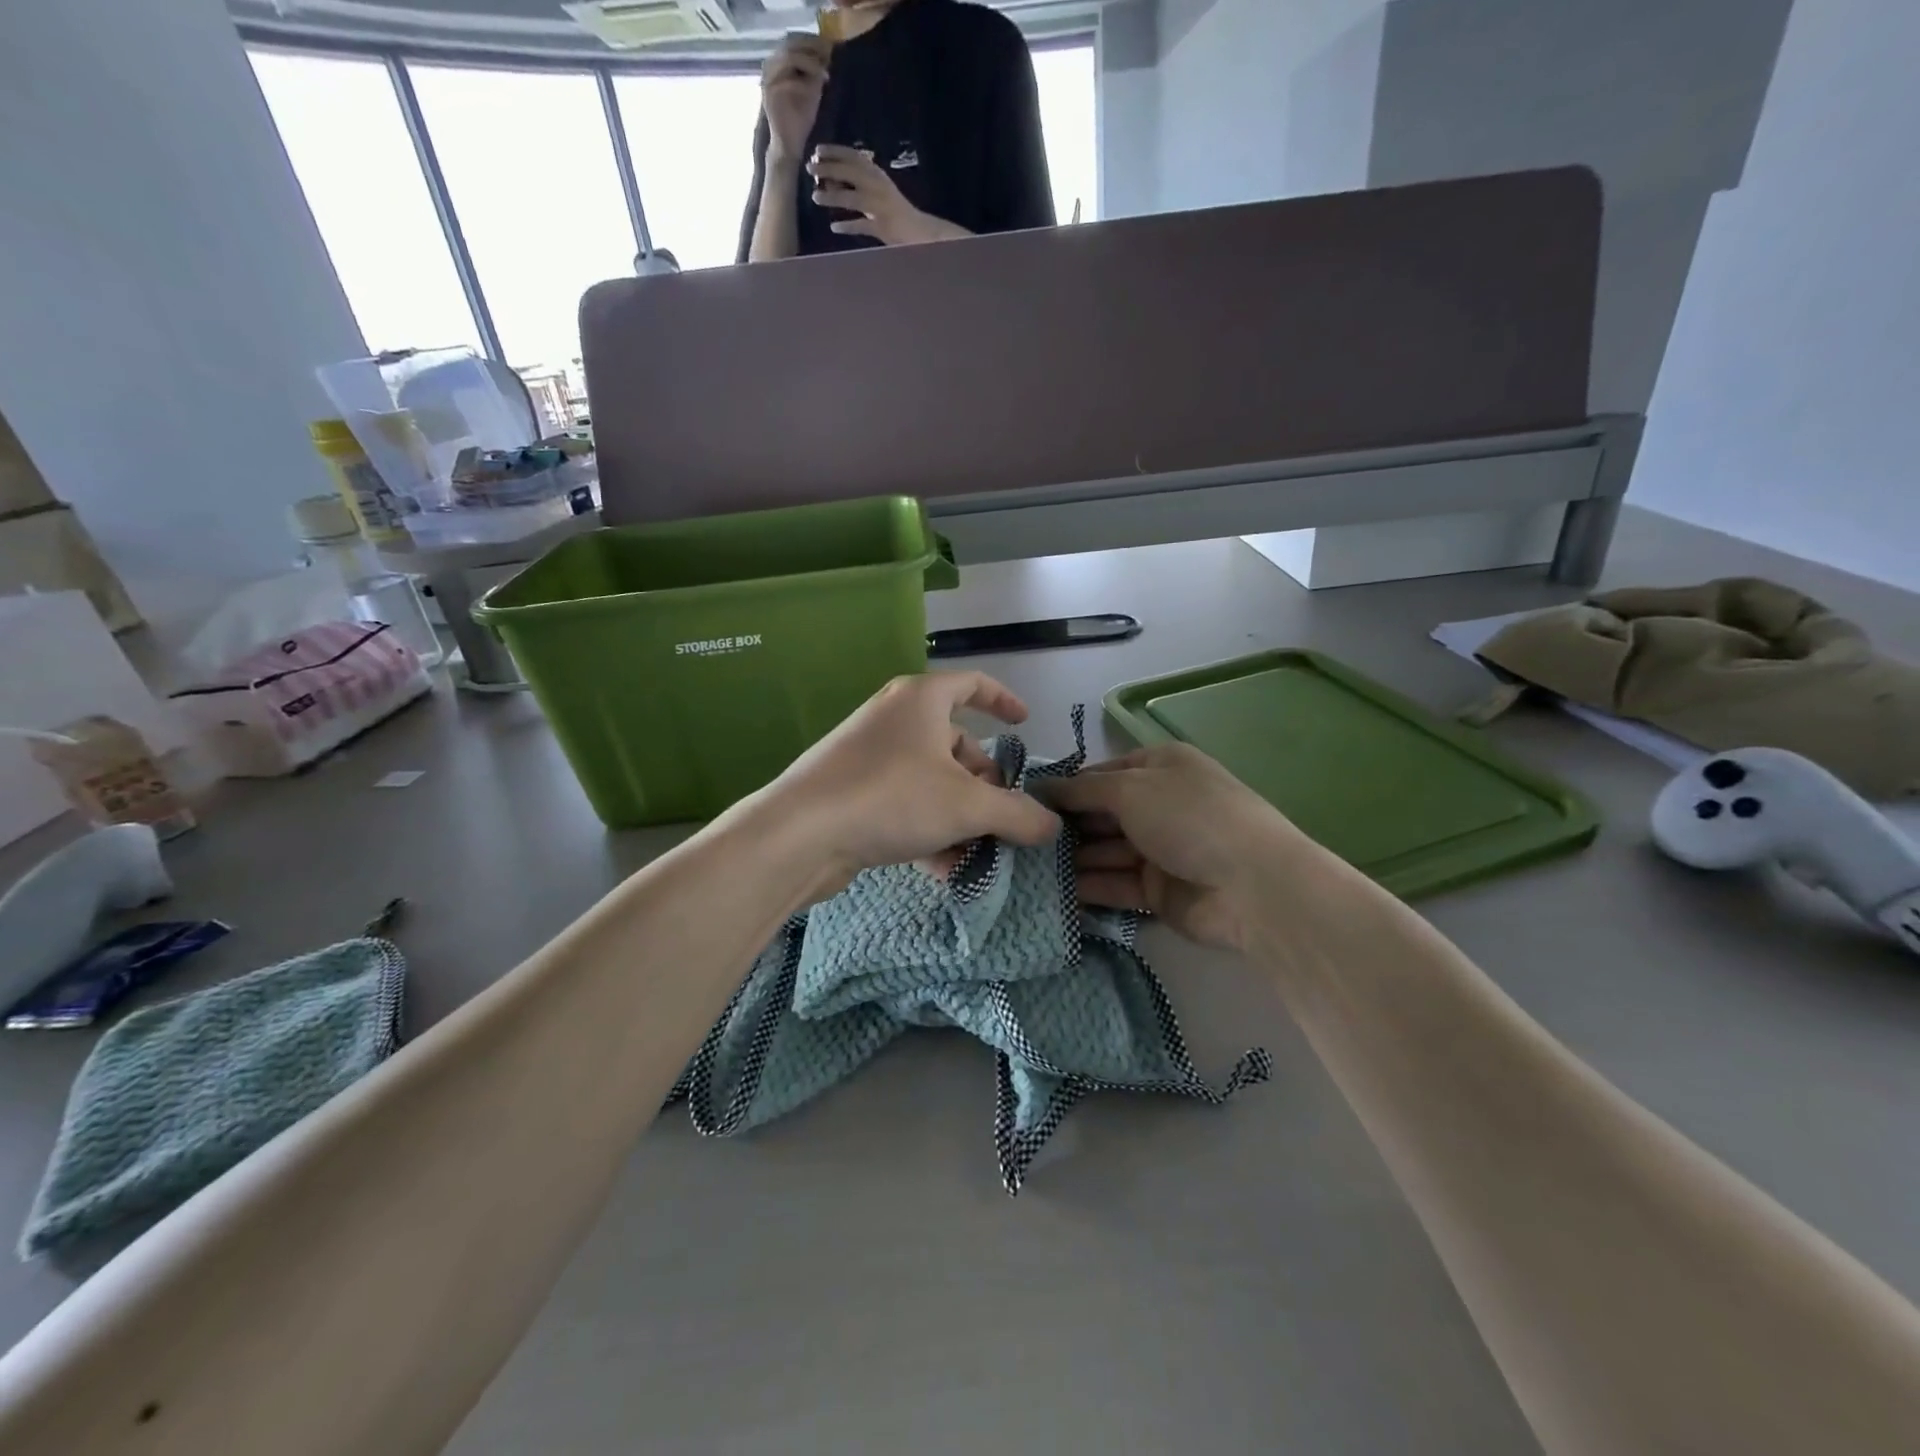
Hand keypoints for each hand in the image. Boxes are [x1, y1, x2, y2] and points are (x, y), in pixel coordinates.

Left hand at [758, 673, 1059, 900]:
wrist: (799, 834)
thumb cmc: (891, 798)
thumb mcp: (968, 806)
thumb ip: (1018, 815)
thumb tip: (1052, 826)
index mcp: (921, 699)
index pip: (973, 684)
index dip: (1003, 700)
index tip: (1024, 724)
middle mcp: (894, 719)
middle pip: (956, 743)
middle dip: (985, 782)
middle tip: (1002, 817)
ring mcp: (869, 755)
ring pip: (931, 780)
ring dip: (960, 814)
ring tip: (977, 852)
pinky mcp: (852, 791)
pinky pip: (904, 803)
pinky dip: (929, 828)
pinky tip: (943, 868)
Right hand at [761, 34, 830, 163]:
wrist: (789, 146)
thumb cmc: (800, 122)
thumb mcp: (811, 93)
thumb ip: (815, 75)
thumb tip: (826, 56)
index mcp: (779, 65)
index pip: (793, 43)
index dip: (811, 42)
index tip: (828, 47)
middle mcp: (770, 67)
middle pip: (790, 45)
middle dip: (811, 49)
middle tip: (828, 56)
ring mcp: (768, 79)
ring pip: (788, 58)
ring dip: (808, 62)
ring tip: (824, 72)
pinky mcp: (769, 94)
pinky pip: (787, 80)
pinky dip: (803, 81)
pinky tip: (817, 84)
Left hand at [807, 145, 969, 245]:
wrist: (918, 232)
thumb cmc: (894, 211)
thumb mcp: (878, 189)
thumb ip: (859, 183)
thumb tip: (832, 180)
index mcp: (878, 175)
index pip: (854, 157)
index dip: (835, 152)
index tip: (817, 150)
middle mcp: (878, 186)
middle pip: (851, 174)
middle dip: (829, 169)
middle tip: (810, 169)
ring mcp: (880, 207)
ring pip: (853, 198)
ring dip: (833, 196)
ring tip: (815, 197)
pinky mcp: (882, 227)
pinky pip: (862, 225)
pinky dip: (847, 226)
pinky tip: (834, 226)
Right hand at [1039, 744, 1310, 952]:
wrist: (1252, 886)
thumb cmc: (1189, 818)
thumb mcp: (1131, 790)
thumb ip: (1082, 790)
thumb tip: (1041, 787)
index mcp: (1159, 766)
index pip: (1100, 773)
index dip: (1064, 787)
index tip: (1024, 802)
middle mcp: (1158, 804)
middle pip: (1100, 813)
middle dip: (1063, 826)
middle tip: (1018, 839)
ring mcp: (1159, 849)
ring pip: (1104, 850)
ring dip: (1070, 858)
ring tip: (1023, 867)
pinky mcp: (1157, 890)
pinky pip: (1114, 884)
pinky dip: (1086, 887)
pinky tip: (1050, 891)